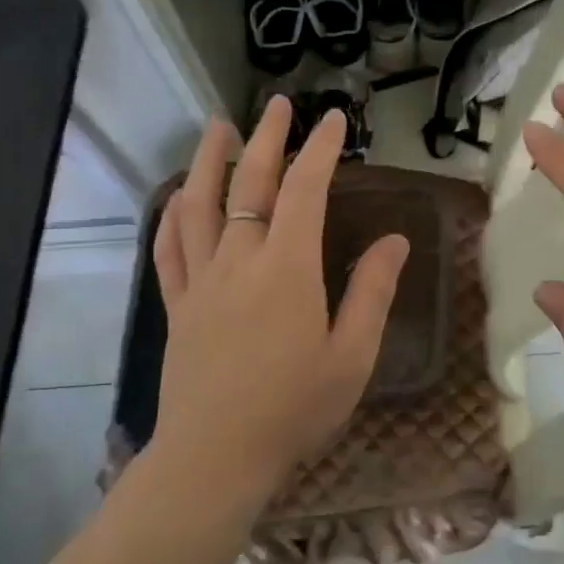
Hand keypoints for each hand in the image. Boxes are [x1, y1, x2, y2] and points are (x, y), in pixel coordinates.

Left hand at [149, 98, 408, 503]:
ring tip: (217, 128)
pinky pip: (168, 249)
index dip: (320, 150)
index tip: (333, 120)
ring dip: (208, 161)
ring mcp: (200, 281)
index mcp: (286, 270)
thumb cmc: (293, 409)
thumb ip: (372, 293)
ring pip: (198, 205)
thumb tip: (394, 241)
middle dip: (266, 139)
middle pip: (249, 185)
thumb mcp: (351, 357)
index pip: (305, 191)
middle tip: (277, 105)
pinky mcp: (177, 305)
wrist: (214, 458)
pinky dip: (171, 216)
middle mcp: (239, 261)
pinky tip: (176, 198)